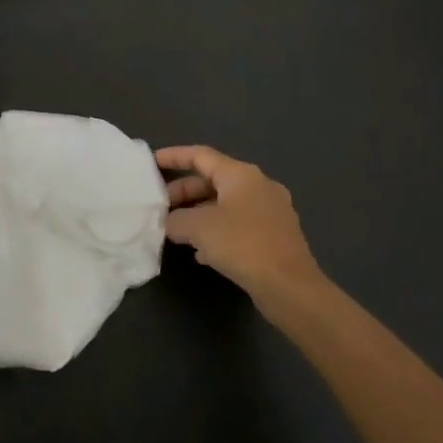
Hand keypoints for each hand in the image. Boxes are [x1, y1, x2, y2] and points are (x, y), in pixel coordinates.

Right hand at [155, 146, 323, 306]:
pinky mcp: (274, 236)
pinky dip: (217, 232)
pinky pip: (238, 225)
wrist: (290, 287)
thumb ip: (177, 220)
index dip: (174, 156)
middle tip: (160, 207)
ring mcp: (270, 211)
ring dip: (199, 214)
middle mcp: (258, 186)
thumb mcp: (199, 228)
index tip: (152, 162)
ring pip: (225, 205)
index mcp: (241, 174)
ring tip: (176, 230)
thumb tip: (171, 222)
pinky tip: (202, 253)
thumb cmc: (243, 245)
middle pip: (213, 181)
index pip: (201, 155)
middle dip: (184, 192)